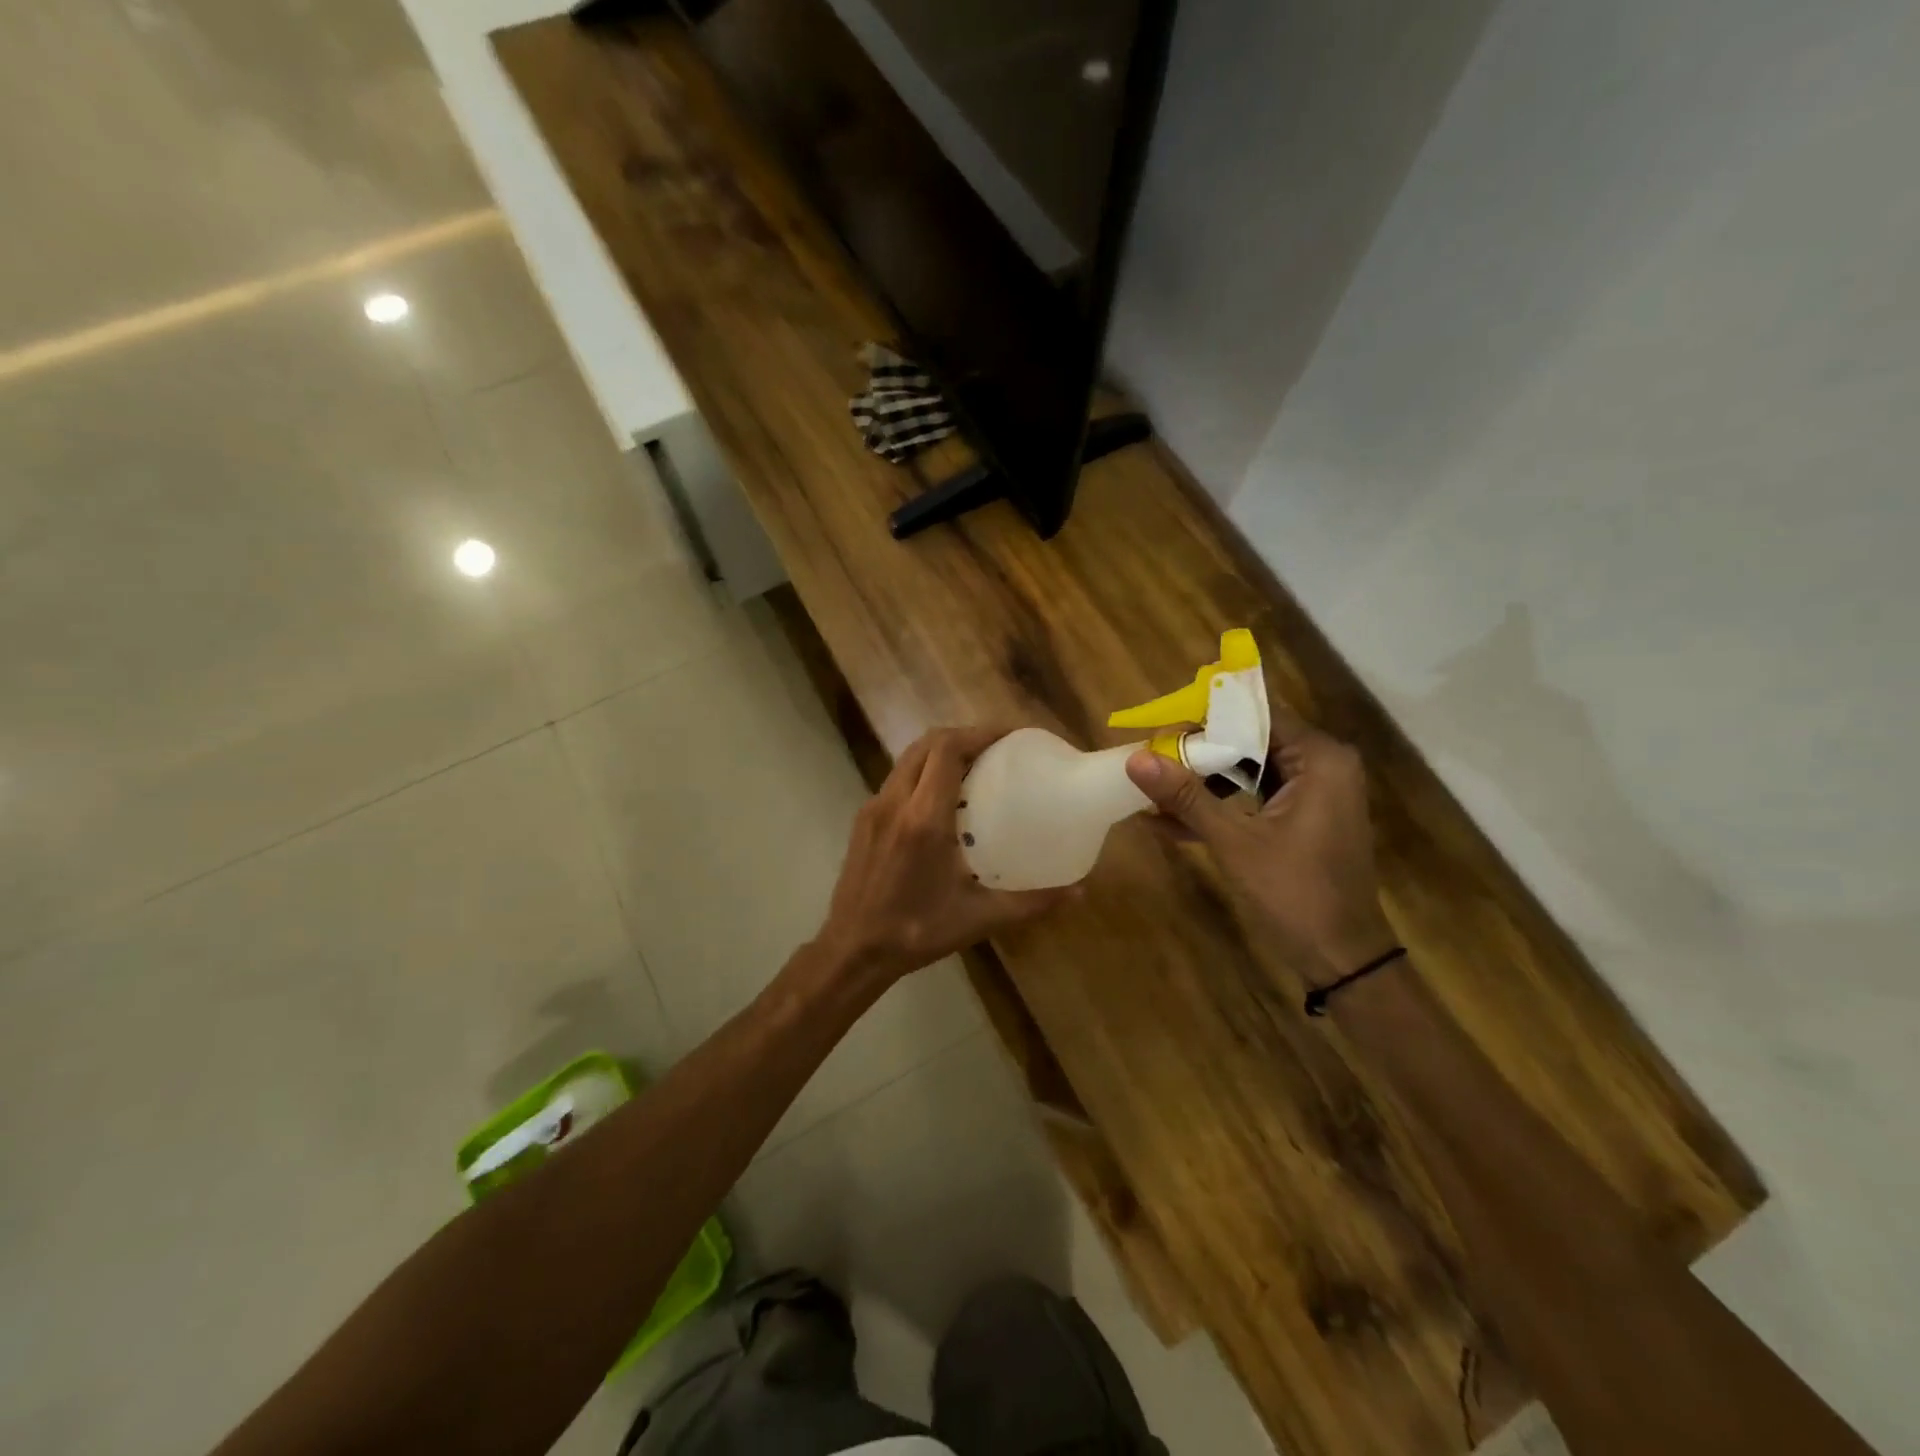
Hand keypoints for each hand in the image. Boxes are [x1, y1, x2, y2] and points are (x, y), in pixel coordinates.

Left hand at [816, 727, 1072, 984]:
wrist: (852, 950)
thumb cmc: (916, 932)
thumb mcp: (979, 918)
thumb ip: (1030, 903)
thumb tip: (1079, 892)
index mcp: (923, 818)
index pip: (947, 749)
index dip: (979, 733)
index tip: (1010, 737)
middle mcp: (895, 802)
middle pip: (927, 743)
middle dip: (963, 736)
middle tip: (997, 749)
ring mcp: (873, 808)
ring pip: (908, 758)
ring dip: (940, 752)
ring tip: (975, 767)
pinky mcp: (863, 819)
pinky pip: (897, 780)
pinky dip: (923, 772)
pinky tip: (943, 799)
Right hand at [1126, 704, 1396, 986]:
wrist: (1342, 960)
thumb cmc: (1295, 894)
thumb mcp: (1234, 842)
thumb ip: (1186, 796)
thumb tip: (1135, 758)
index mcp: (1319, 759)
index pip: (1255, 715)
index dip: (1204, 718)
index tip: (1159, 728)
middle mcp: (1322, 766)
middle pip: (1248, 741)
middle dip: (1197, 754)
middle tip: (1149, 759)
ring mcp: (1313, 794)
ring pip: (1246, 771)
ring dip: (1202, 784)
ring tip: (1152, 793)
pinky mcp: (1301, 819)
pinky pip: (1252, 798)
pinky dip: (1219, 807)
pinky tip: (1169, 822)